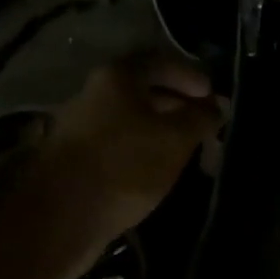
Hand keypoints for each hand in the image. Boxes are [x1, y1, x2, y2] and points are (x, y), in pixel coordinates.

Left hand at [38, 54, 221, 251]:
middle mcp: (93, 94)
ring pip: (130, 120)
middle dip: (178, 106)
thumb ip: (200, 118)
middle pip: (143, 91)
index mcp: (117, 77)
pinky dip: (141, 151)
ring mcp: (80, 128)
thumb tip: (218, 106)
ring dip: (160, 131)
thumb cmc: (125, 166)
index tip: (213, 98)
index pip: (160, 62)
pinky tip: (157, 171)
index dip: (191, 76)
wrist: (62, 216)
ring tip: (187, 151)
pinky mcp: (75, 160)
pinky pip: (118, 145)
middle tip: (205, 126)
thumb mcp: (175, 139)